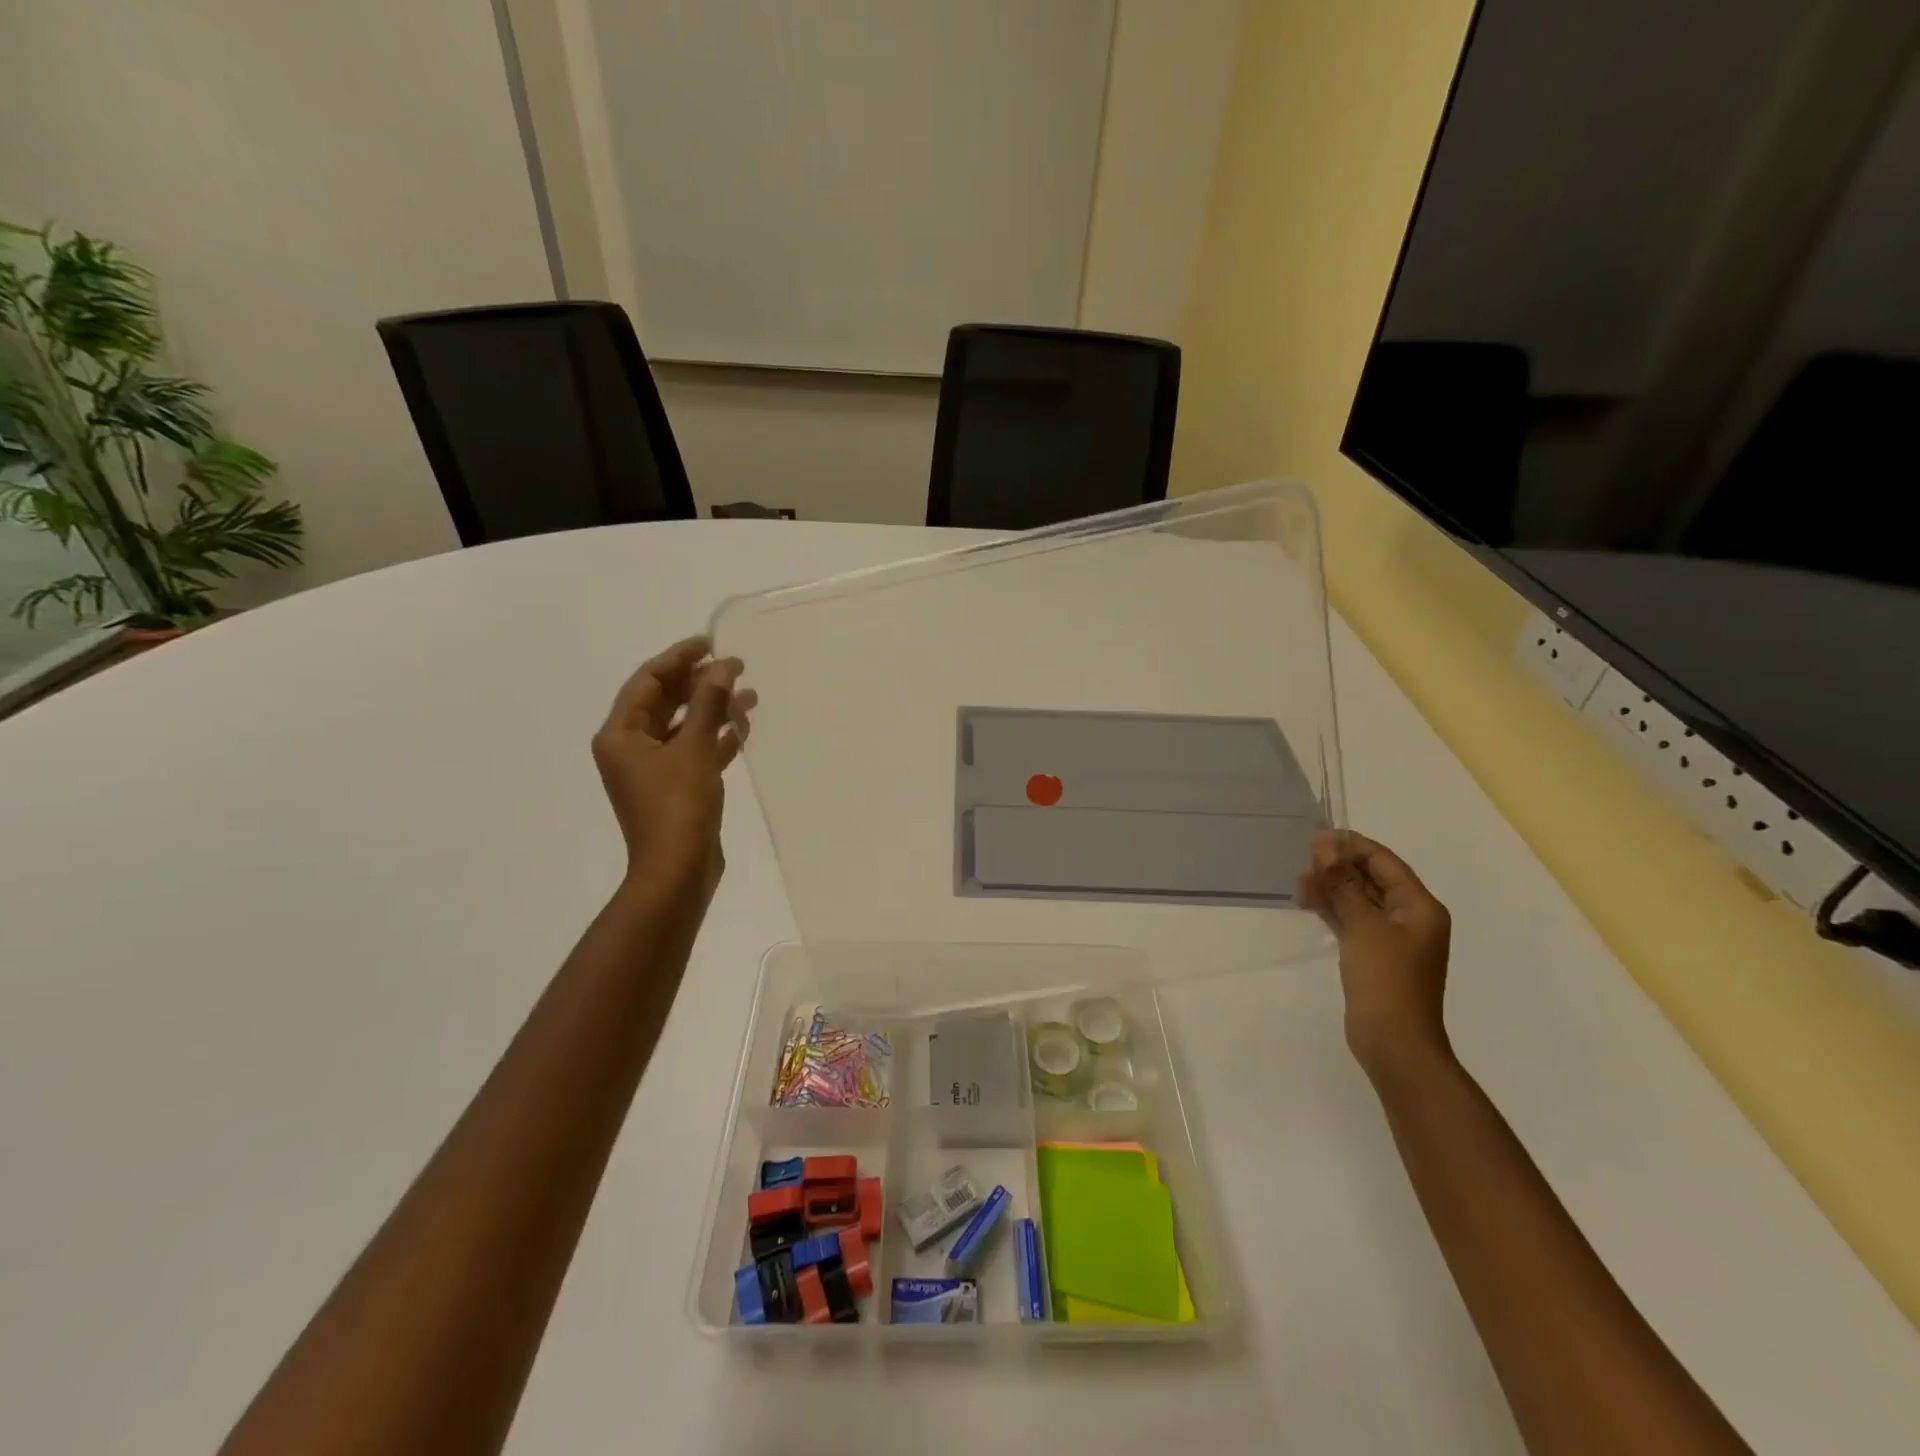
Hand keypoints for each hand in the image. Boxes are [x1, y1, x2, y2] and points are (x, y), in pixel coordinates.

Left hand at [591, 636, 752, 897]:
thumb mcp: (694, 748)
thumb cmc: (679, 805)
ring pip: (683, 726)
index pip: (647, 681)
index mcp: (620, 735)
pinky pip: (694, 750)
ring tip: (749, 695)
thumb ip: (707, 703)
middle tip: (736, 666)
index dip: (679, 658)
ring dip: (712, 709)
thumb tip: (722, 666)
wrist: (678, 870)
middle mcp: (630, 748)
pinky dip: (715, 737)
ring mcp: (652, 769)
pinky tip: (743, 728)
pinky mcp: (674, 787)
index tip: (711, 643)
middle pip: (664, 701)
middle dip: (699, 682)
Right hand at [1298, 831, 1452, 1073]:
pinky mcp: (1374, 955)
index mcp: (1419, 906)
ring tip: (1299, 884)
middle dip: (1338, 867)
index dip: (1351, 846)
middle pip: (1372, 878)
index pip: (1384, 861)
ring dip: (1333, 887)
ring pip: (1359, 899)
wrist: (1394, 1043)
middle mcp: (1410, 917)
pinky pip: (1353, 919)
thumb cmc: (1386, 980)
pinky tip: (1309, 903)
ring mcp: (1392, 938)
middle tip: (1302, 863)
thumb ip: (1343, 883)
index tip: (1315, 838)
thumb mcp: (1363, 925)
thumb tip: (1324, 844)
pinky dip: (1333, 909)